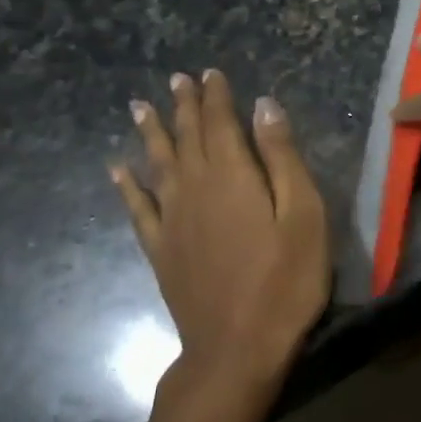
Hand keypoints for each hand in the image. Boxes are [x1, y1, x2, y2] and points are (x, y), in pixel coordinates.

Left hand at [111, 70, 329, 396]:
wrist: (237, 348)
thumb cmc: (285, 280)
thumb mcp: (303, 215)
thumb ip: (282, 158)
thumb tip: (264, 106)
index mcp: (232, 176)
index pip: (220, 123)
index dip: (216, 96)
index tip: (210, 73)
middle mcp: (194, 188)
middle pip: (186, 137)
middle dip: (183, 106)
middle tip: (176, 79)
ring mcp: (172, 220)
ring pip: (158, 164)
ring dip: (152, 133)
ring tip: (140, 107)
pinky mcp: (160, 250)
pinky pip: (137, 208)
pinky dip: (127, 186)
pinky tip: (117, 170)